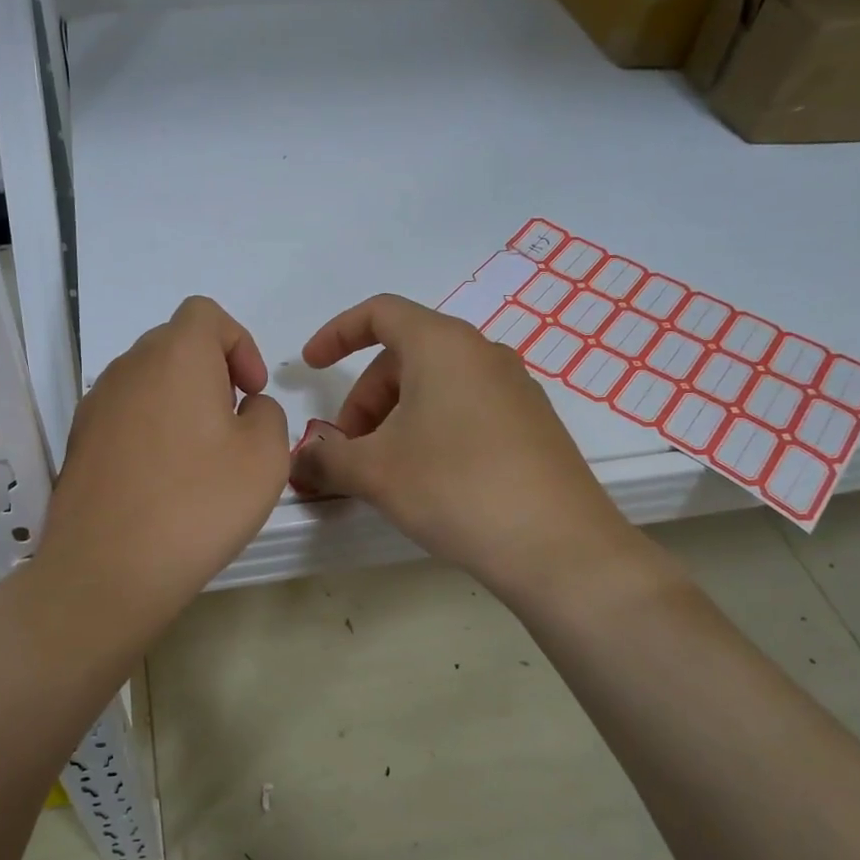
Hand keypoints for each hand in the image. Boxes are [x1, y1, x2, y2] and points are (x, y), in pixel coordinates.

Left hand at [33, 297, 287, 648]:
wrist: (107, 569)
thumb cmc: (198, 504)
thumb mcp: (266, 457)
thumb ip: (267, 415)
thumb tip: (244, 409)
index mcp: (176, 356)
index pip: (205, 314)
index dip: (239, 343)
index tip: (252, 391)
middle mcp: (128, 367)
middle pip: (174, 344)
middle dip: (211, 372)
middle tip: (232, 423)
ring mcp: (95, 404)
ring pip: (147, 380)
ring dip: (179, 401)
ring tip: (199, 456)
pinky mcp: (78, 442)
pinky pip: (124, 415)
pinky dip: (150, 429)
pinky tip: (162, 480)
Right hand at [292, 294, 647, 595]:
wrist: (558, 546)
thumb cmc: (455, 488)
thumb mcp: (374, 472)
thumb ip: (326, 458)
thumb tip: (301, 460)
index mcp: (442, 345)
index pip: (378, 313)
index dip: (336, 334)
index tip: (311, 367)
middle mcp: (482, 353)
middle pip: (404, 356)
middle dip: (364, 399)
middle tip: (347, 450)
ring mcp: (514, 388)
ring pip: (435, 386)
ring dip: (395, 418)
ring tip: (384, 471)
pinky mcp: (532, 424)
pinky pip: (465, 408)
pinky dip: (430, 429)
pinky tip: (428, 480)